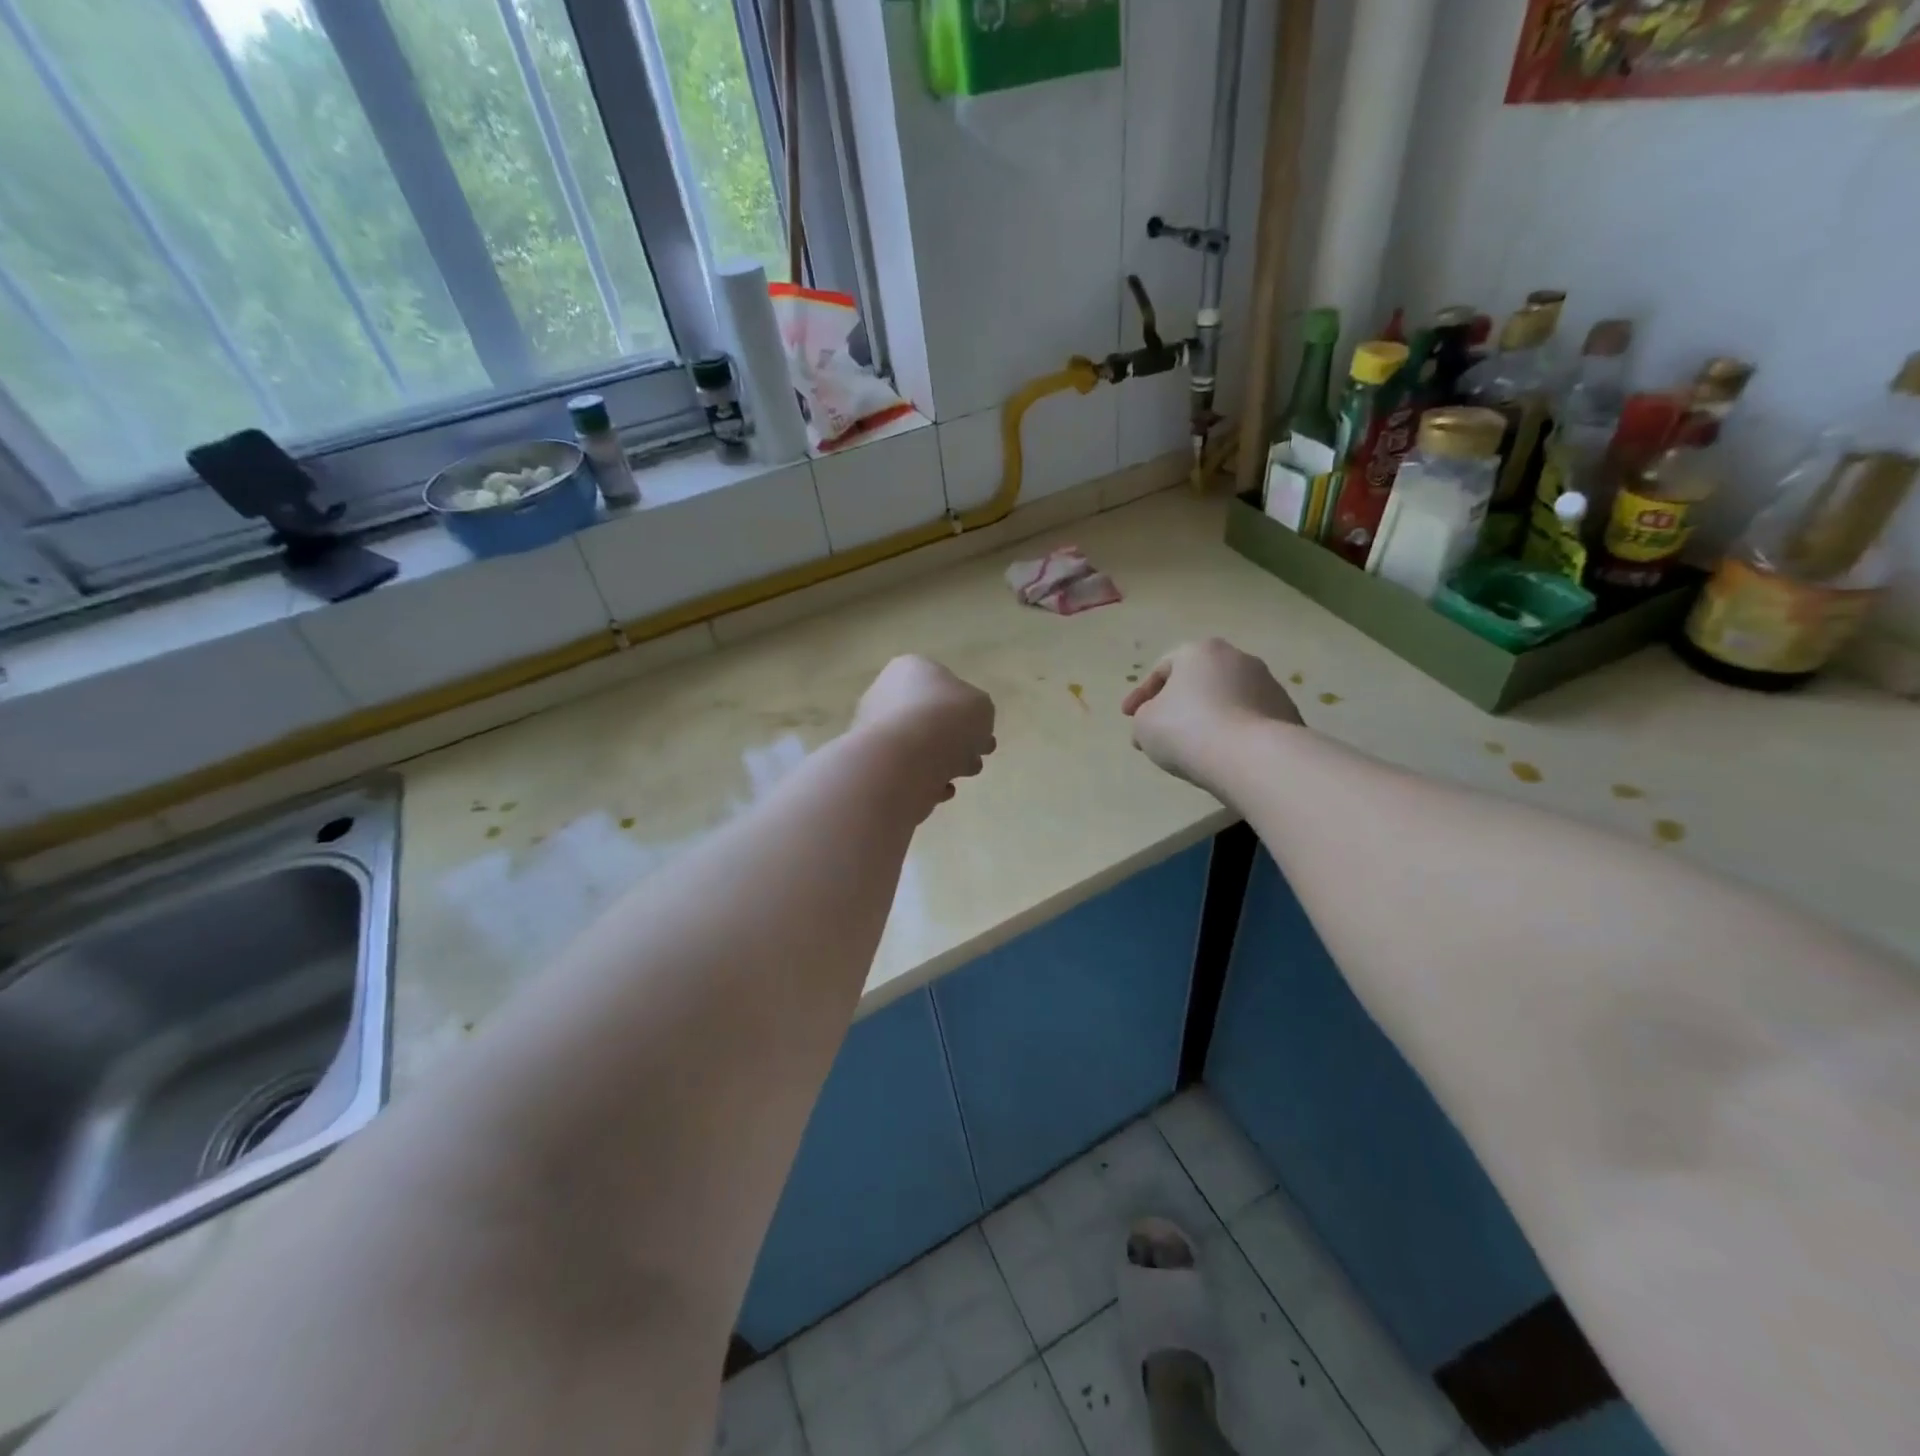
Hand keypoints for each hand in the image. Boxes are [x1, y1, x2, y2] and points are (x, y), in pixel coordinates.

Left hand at [852, 656, 996, 806]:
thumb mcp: (982, 707)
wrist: (904, 761)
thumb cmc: (946, 720)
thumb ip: (979, 713)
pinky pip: (908, 772)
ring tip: (962, 774)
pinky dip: (926, 780)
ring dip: (946, 761)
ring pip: (921, 746)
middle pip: (931, 718)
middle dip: (958, 739)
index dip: (968, 710)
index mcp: (910, 670)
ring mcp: (874, 731)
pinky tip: (940, 789)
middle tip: (978, 755)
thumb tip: (967, 728)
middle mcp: (885, 694)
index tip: (983, 731)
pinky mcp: (872, 765)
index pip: (944, 685)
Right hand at [1121, 638, 1299, 792]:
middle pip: (1197, 682)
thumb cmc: (1188, 730)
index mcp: (1199, 651)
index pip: (1162, 669)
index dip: (1140, 695)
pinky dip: (1231, 733)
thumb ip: (1144, 717)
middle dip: (1177, 705)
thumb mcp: (1144, 724)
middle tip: (1160, 731)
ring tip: (1192, 748)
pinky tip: (1222, 755)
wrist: (1253, 758)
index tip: (1127, 718)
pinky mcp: (1287, 713)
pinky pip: (1247, 721)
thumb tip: (1154, 723)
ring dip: (1207, 719)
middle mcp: (1237, 658)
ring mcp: (1268, 684)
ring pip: (1225, 700)